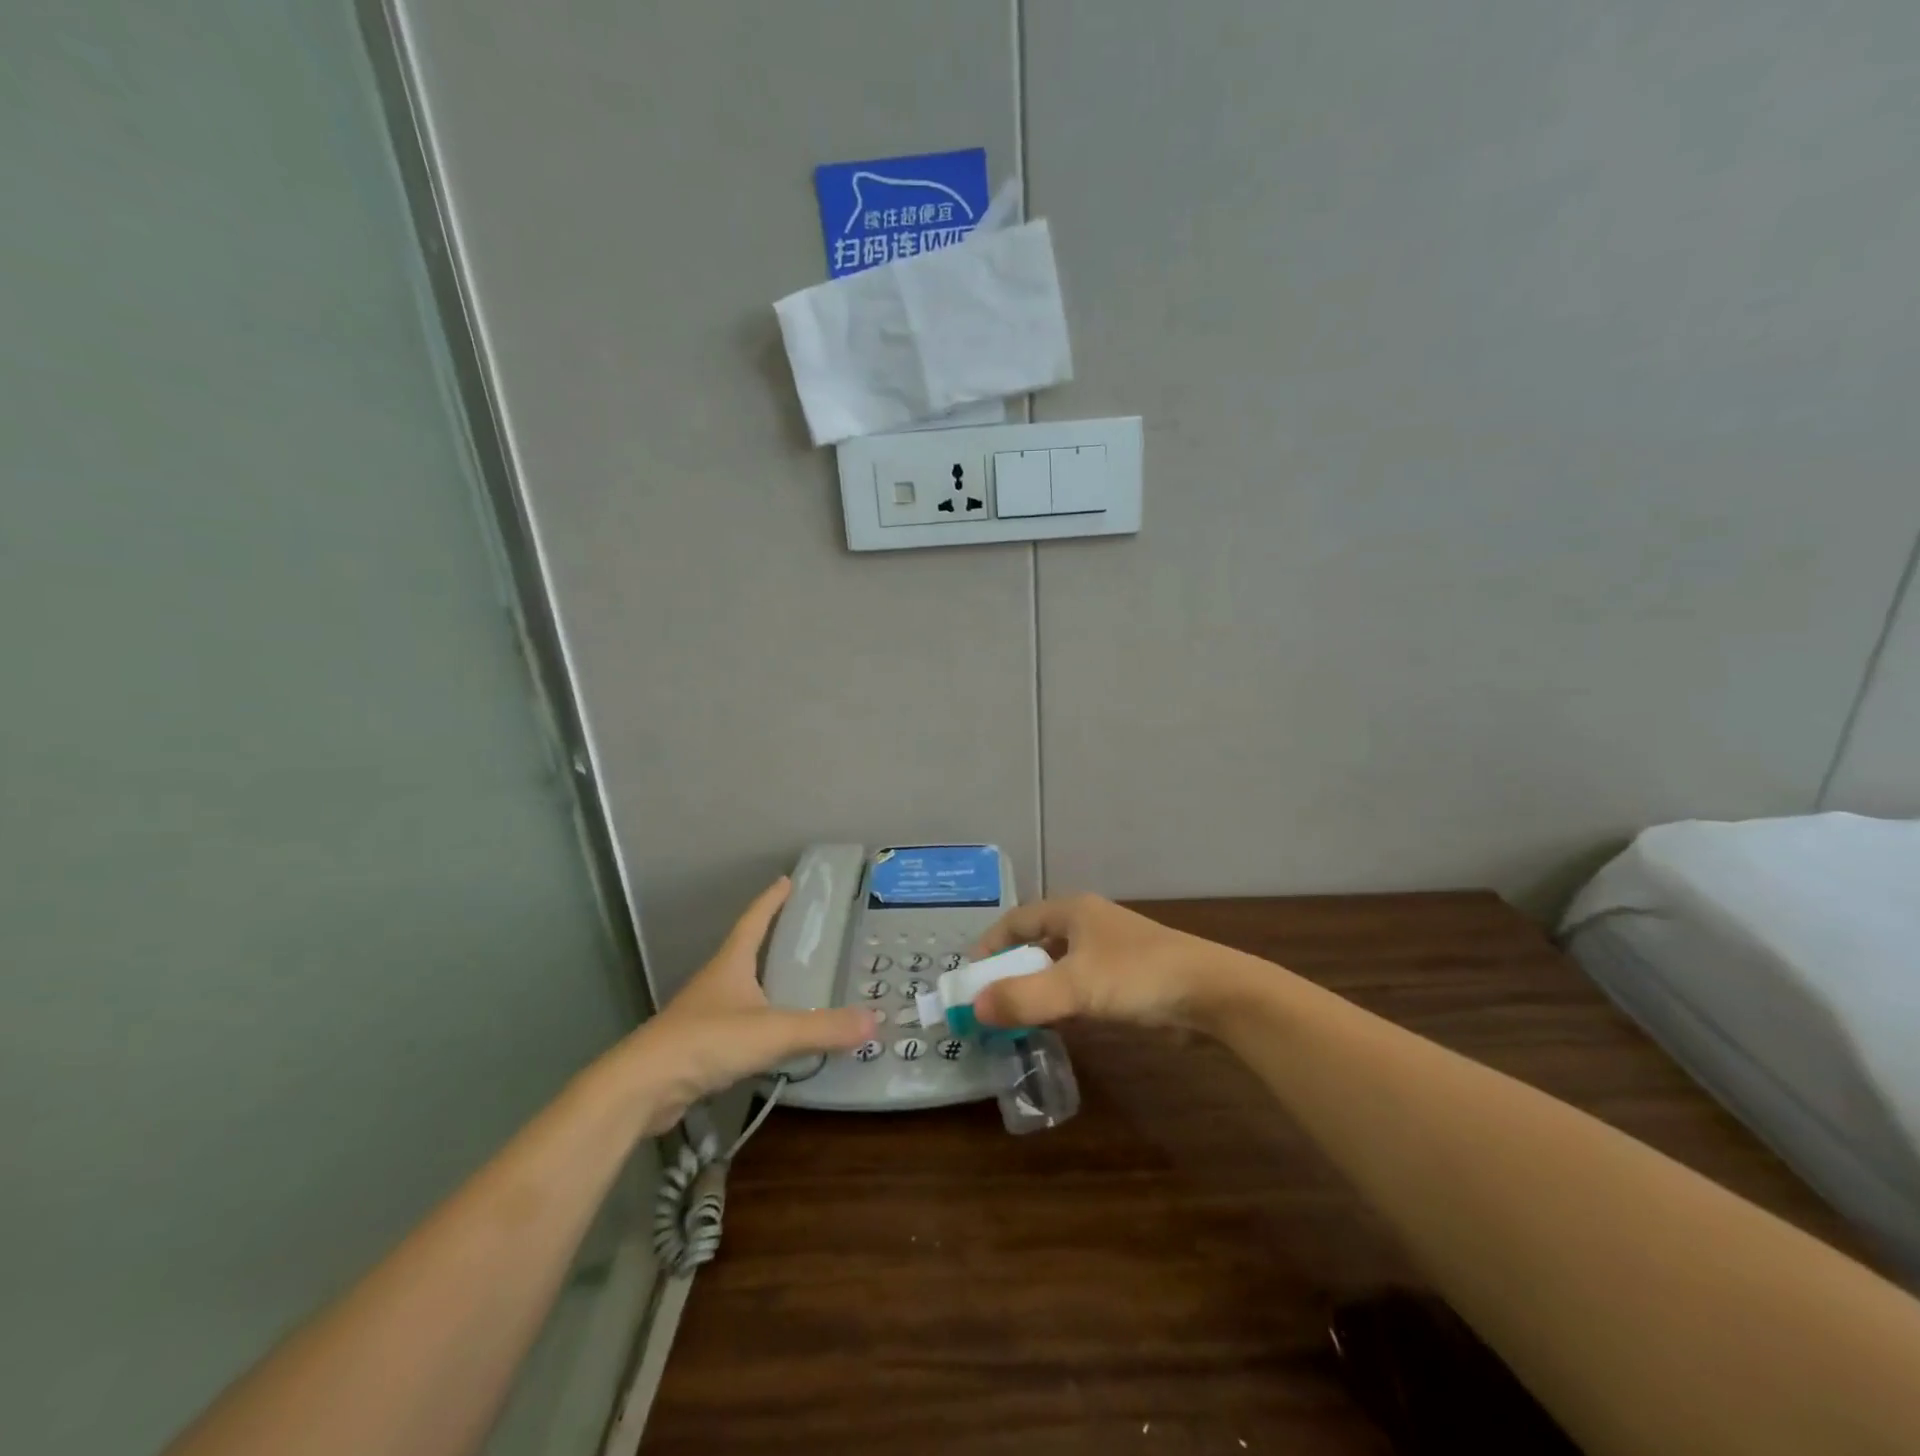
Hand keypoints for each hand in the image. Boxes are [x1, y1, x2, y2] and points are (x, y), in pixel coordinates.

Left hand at [625, 878, 874, 1130]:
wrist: (643, 1088)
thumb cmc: (707, 1041)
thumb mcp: (773, 1031)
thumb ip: (823, 1028)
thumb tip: (873, 1021)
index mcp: (731, 963)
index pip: (754, 920)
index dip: (771, 900)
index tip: (787, 880)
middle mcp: (716, 981)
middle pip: (747, 952)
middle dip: (773, 941)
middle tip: (808, 936)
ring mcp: (704, 1015)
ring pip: (742, 992)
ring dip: (767, 986)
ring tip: (800, 987)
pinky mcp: (698, 1048)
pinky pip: (738, 1027)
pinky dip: (760, 1026)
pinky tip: (777, 1040)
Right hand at [970, 894, 1260, 1030]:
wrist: (1212, 995)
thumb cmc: (1139, 977)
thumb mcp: (1075, 987)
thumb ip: (1024, 998)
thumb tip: (975, 1008)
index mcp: (1073, 911)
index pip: (1017, 920)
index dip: (990, 944)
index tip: (969, 975)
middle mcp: (1088, 925)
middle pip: (1036, 942)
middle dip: (1010, 969)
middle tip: (987, 1001)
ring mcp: (1110, 952)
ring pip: (1058, 967)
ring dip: (1035, 988)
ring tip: (1012, 1017)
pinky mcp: (1127, 979)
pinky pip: (1080, 987)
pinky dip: (1061, 1002)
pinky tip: (1053, 1026)